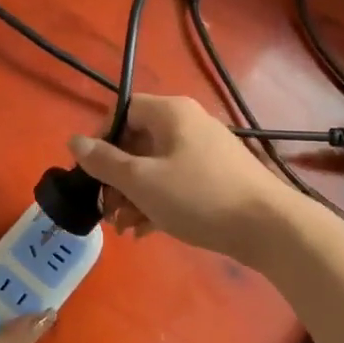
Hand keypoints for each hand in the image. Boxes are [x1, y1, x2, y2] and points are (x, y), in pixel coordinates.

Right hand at [67, 94, 290, 259]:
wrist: (269, 227)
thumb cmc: (198, 196)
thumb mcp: (142, 181)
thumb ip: (104, 162)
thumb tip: (74, 141)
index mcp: (170, 113)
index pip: (122, 111)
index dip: (101, 139)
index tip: (91, 173)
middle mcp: (188, 124)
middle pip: (137, 142)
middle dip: (116, 178)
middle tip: (106, 210)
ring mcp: (206, 151)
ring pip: (156, 166)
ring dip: (134, 195)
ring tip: (124, 228)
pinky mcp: (218, 177)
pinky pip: (176, 182)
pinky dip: (158, 201)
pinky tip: (146, 231)